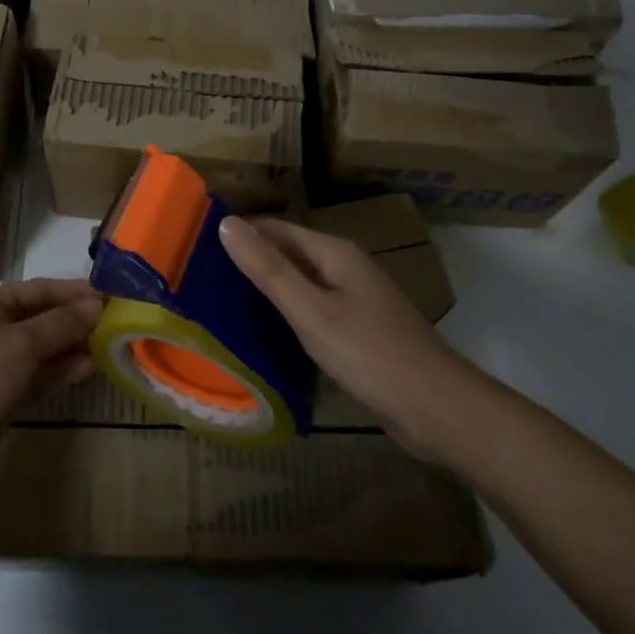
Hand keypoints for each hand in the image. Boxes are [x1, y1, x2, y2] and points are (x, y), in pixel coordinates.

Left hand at [0, 278, 102, 509]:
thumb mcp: (17, 344)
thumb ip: (59, 325)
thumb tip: (97, 305)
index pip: (40, 290)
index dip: (75, 292)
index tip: (114, 297)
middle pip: (44, 320)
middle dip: (78, 320)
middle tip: (122, 325)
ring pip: (44, 352)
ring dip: (74, 348)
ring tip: (113, 347)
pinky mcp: (2, 402)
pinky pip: (39, 380)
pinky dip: (62, 374)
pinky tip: (89, 370)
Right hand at [218, 215, 475, 454]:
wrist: (436, 409)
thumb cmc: (369, 353)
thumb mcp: (309, 310)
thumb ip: (267, 268)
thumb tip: (226, 223)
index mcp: (334, 253)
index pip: (275, 228)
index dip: (240, 233)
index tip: (198, 247)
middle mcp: (345, 268)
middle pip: (288, 254)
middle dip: (250, 261)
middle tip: (202, 278)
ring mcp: (355, 300)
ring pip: (300, 285)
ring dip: (266, 290)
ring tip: (221, 304)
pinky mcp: (359, 331)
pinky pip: (313, 311)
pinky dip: (287, 315)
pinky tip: (264, 334)